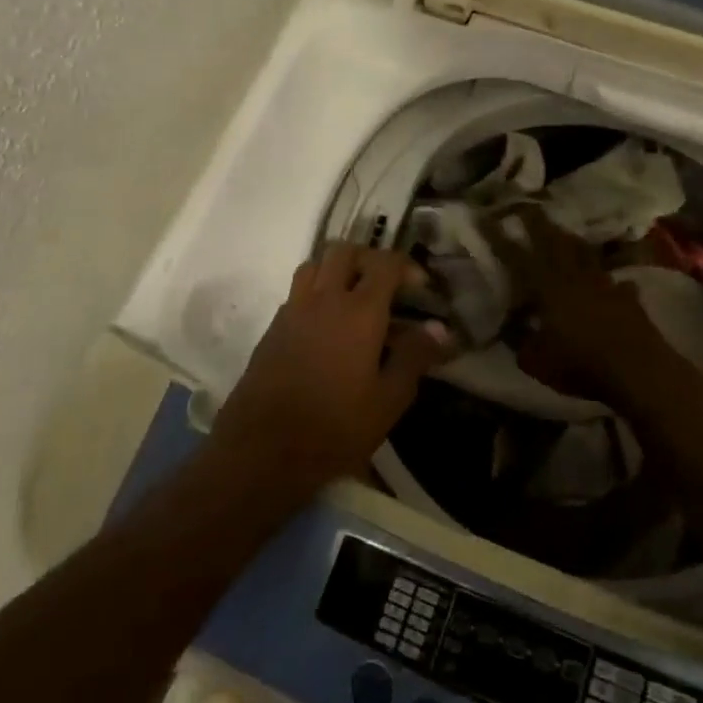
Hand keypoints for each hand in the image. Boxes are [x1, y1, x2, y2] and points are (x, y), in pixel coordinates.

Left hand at [208, 243, 454, 497]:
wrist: (262, 451)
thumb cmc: (335, 427)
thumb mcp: (388, 400)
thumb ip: (416, 357)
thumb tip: (441, 329)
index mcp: (359, 310)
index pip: (385, 263)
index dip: (407, 266)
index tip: (421, 288)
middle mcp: (324, 298)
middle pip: (345, 251)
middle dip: (370, 258)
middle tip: (386, 285)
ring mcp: (293, 310)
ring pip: (315, 265)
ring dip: (337, 269)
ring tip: (354, 297)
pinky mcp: (272, 328)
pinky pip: (298, 292)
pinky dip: (316, 293)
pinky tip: (327, 326)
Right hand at [490, 208, 686, 412]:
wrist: (638, 370)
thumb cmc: (580, 365)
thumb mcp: (536, 362)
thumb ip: (519, 341)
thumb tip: (509, 327)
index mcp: (547, 288)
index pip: (517, 257)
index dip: (501, 238)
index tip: (488, 217)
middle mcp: (575, 277)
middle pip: (555, 242)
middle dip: (539, 222)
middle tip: (528, 205)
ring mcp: (605, 284)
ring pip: (585, 254)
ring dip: (572, 241)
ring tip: (564, 232)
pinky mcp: (628, 298)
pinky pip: (617, 282)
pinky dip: (612, 280)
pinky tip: (614, 282)